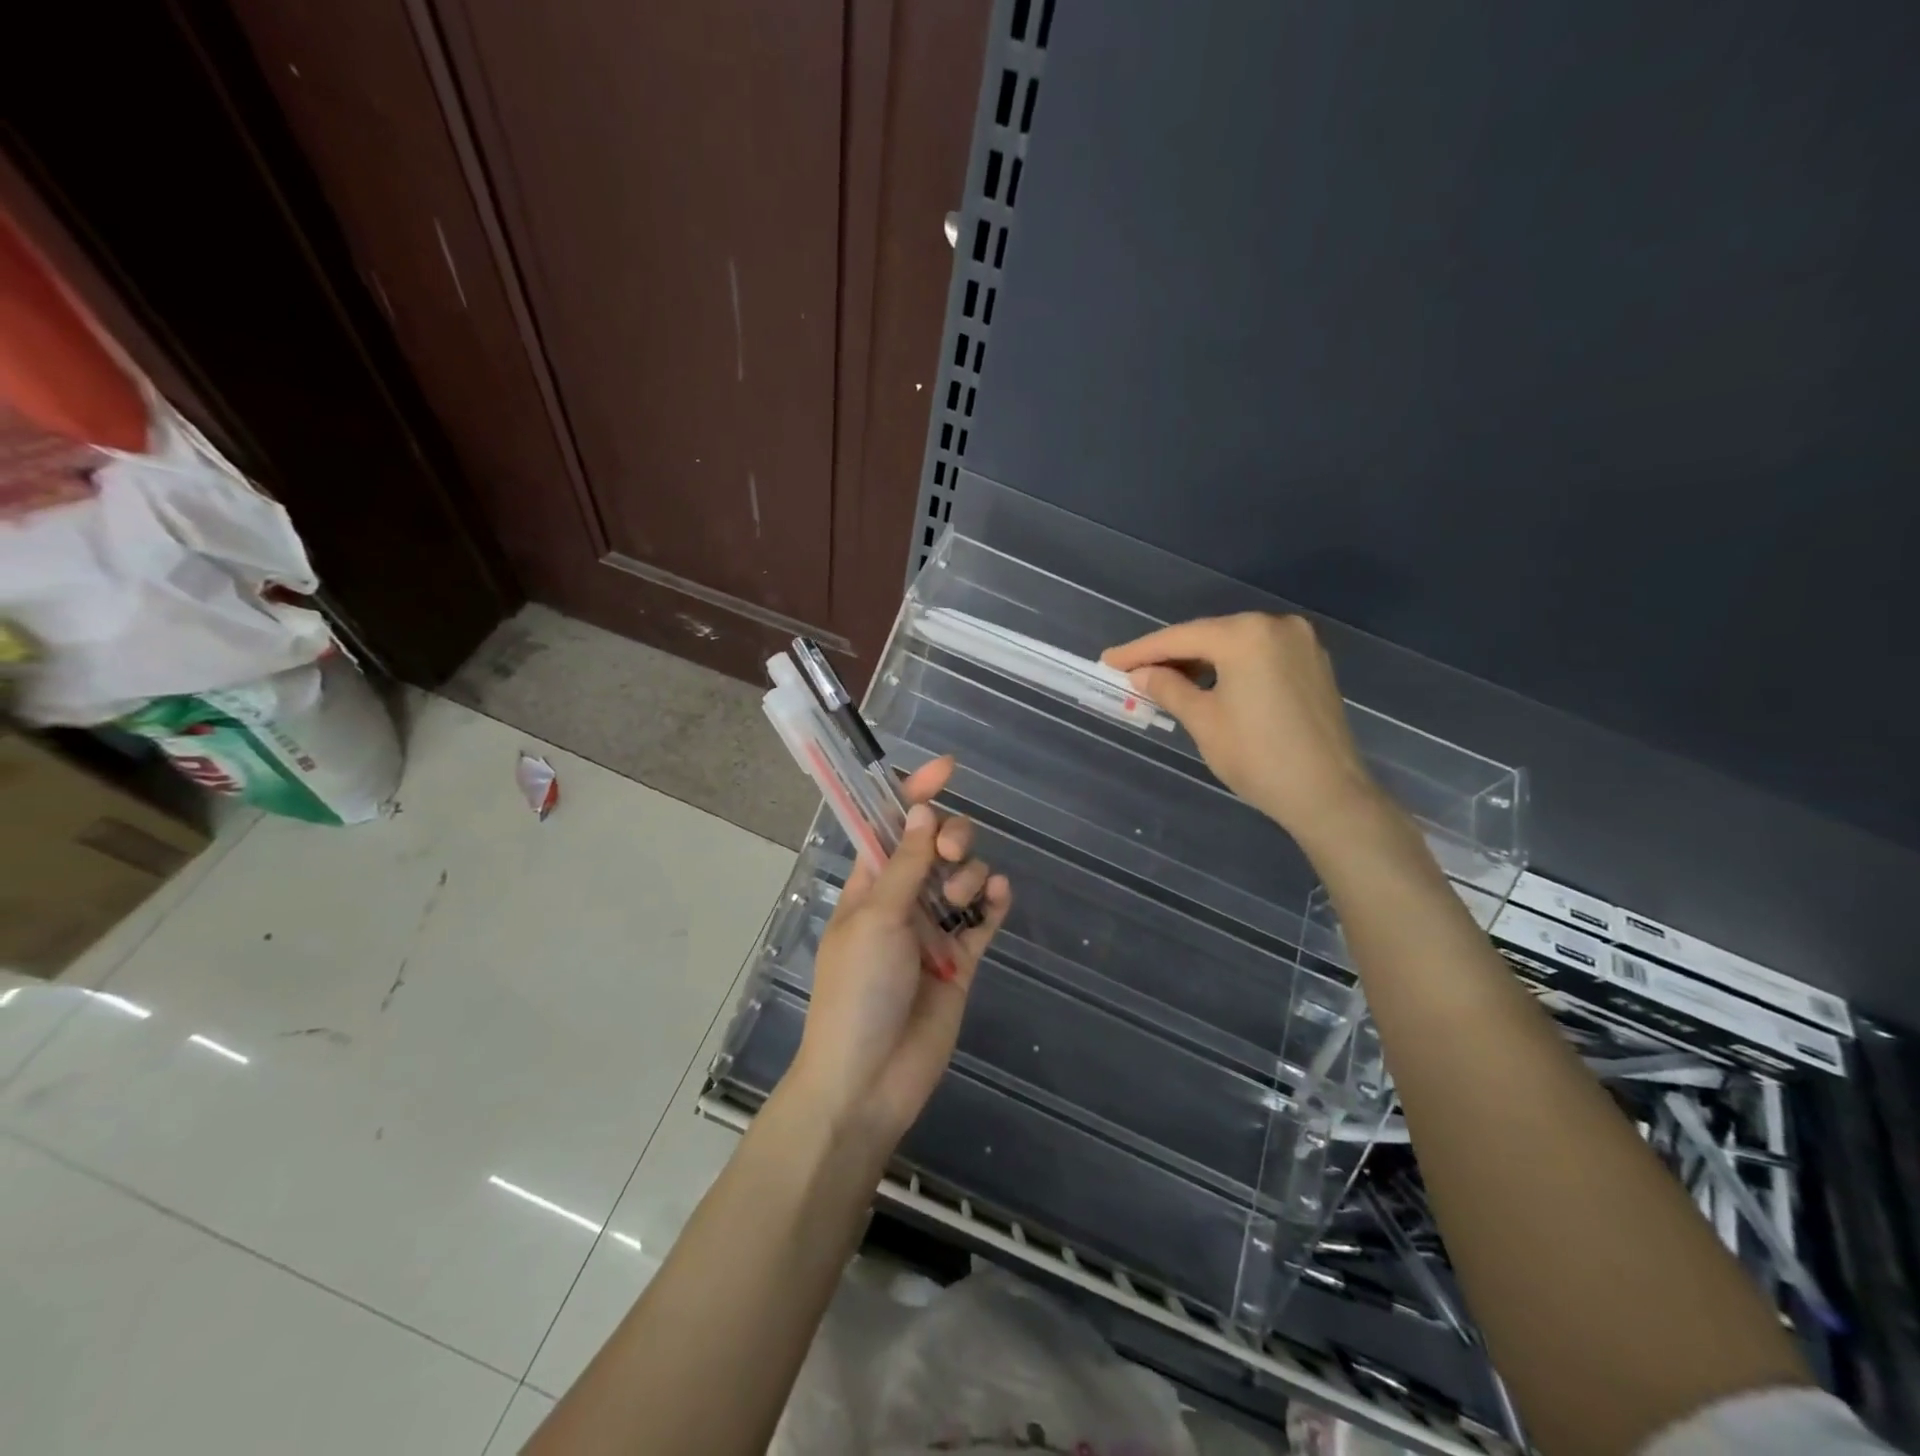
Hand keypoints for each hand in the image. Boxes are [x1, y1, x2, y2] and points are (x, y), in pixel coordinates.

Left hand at [788, 756, 1009, 1143]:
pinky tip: (998, 895)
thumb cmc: (857, 991)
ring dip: (969, 872)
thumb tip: (920, 809)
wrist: (869, 1080)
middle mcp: (903, 899)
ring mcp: (934, 929)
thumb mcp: (877, 918)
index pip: (892, 824)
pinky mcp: (961, 960)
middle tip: (948, 854)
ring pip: (963, 877)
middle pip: (936, 844)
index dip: (915, 793)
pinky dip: (994, 901)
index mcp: (870, 883)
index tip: (948, 768)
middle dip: (950, 835)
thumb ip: (905, 864)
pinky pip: (984, 918)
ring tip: (962, 898)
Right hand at [1103, 613, 1381, 846]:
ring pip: (1234, 644)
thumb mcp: (1203, 721)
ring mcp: (1300, 642)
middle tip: (1133, 672)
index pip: (1180, 638)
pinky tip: (1209, 683)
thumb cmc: (1257, 757)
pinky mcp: (1313, 662)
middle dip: (1170, 654)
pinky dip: (1230, 666)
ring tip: (1165, 680)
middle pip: (1208, 635)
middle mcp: (1276, 626)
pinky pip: (1259, 655)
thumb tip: (1141, 674)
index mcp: (1246, 635)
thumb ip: (1168, 688)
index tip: (1108, 661)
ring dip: (1200, 660)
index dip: (1139, 651)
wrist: (1328, 794)